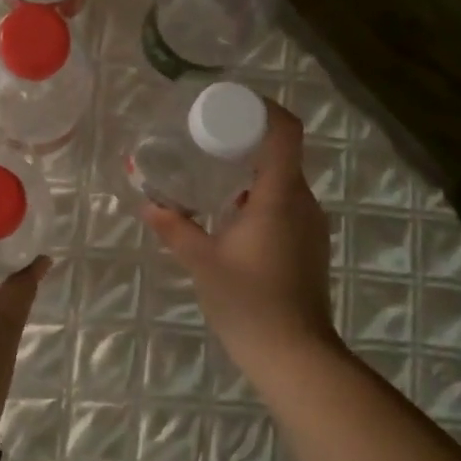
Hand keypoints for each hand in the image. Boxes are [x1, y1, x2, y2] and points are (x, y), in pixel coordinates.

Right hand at [139, 99, 339, 383]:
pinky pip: (285, 204)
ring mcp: (310, 225)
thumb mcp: (202, 261)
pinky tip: (230, 213)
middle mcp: (303, 202)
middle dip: (247, 138)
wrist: (296, 356)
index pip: (285, 132)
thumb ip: (175, 228)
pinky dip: (260, 195)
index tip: (231, 103)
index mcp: (279, 195)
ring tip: (213, 172)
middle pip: (282, 152)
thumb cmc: (249, 302)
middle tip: (207, 137)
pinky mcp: (309, 245)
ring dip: (252, 170)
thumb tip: (149, 204)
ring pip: (283, 180)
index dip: (264, 108)